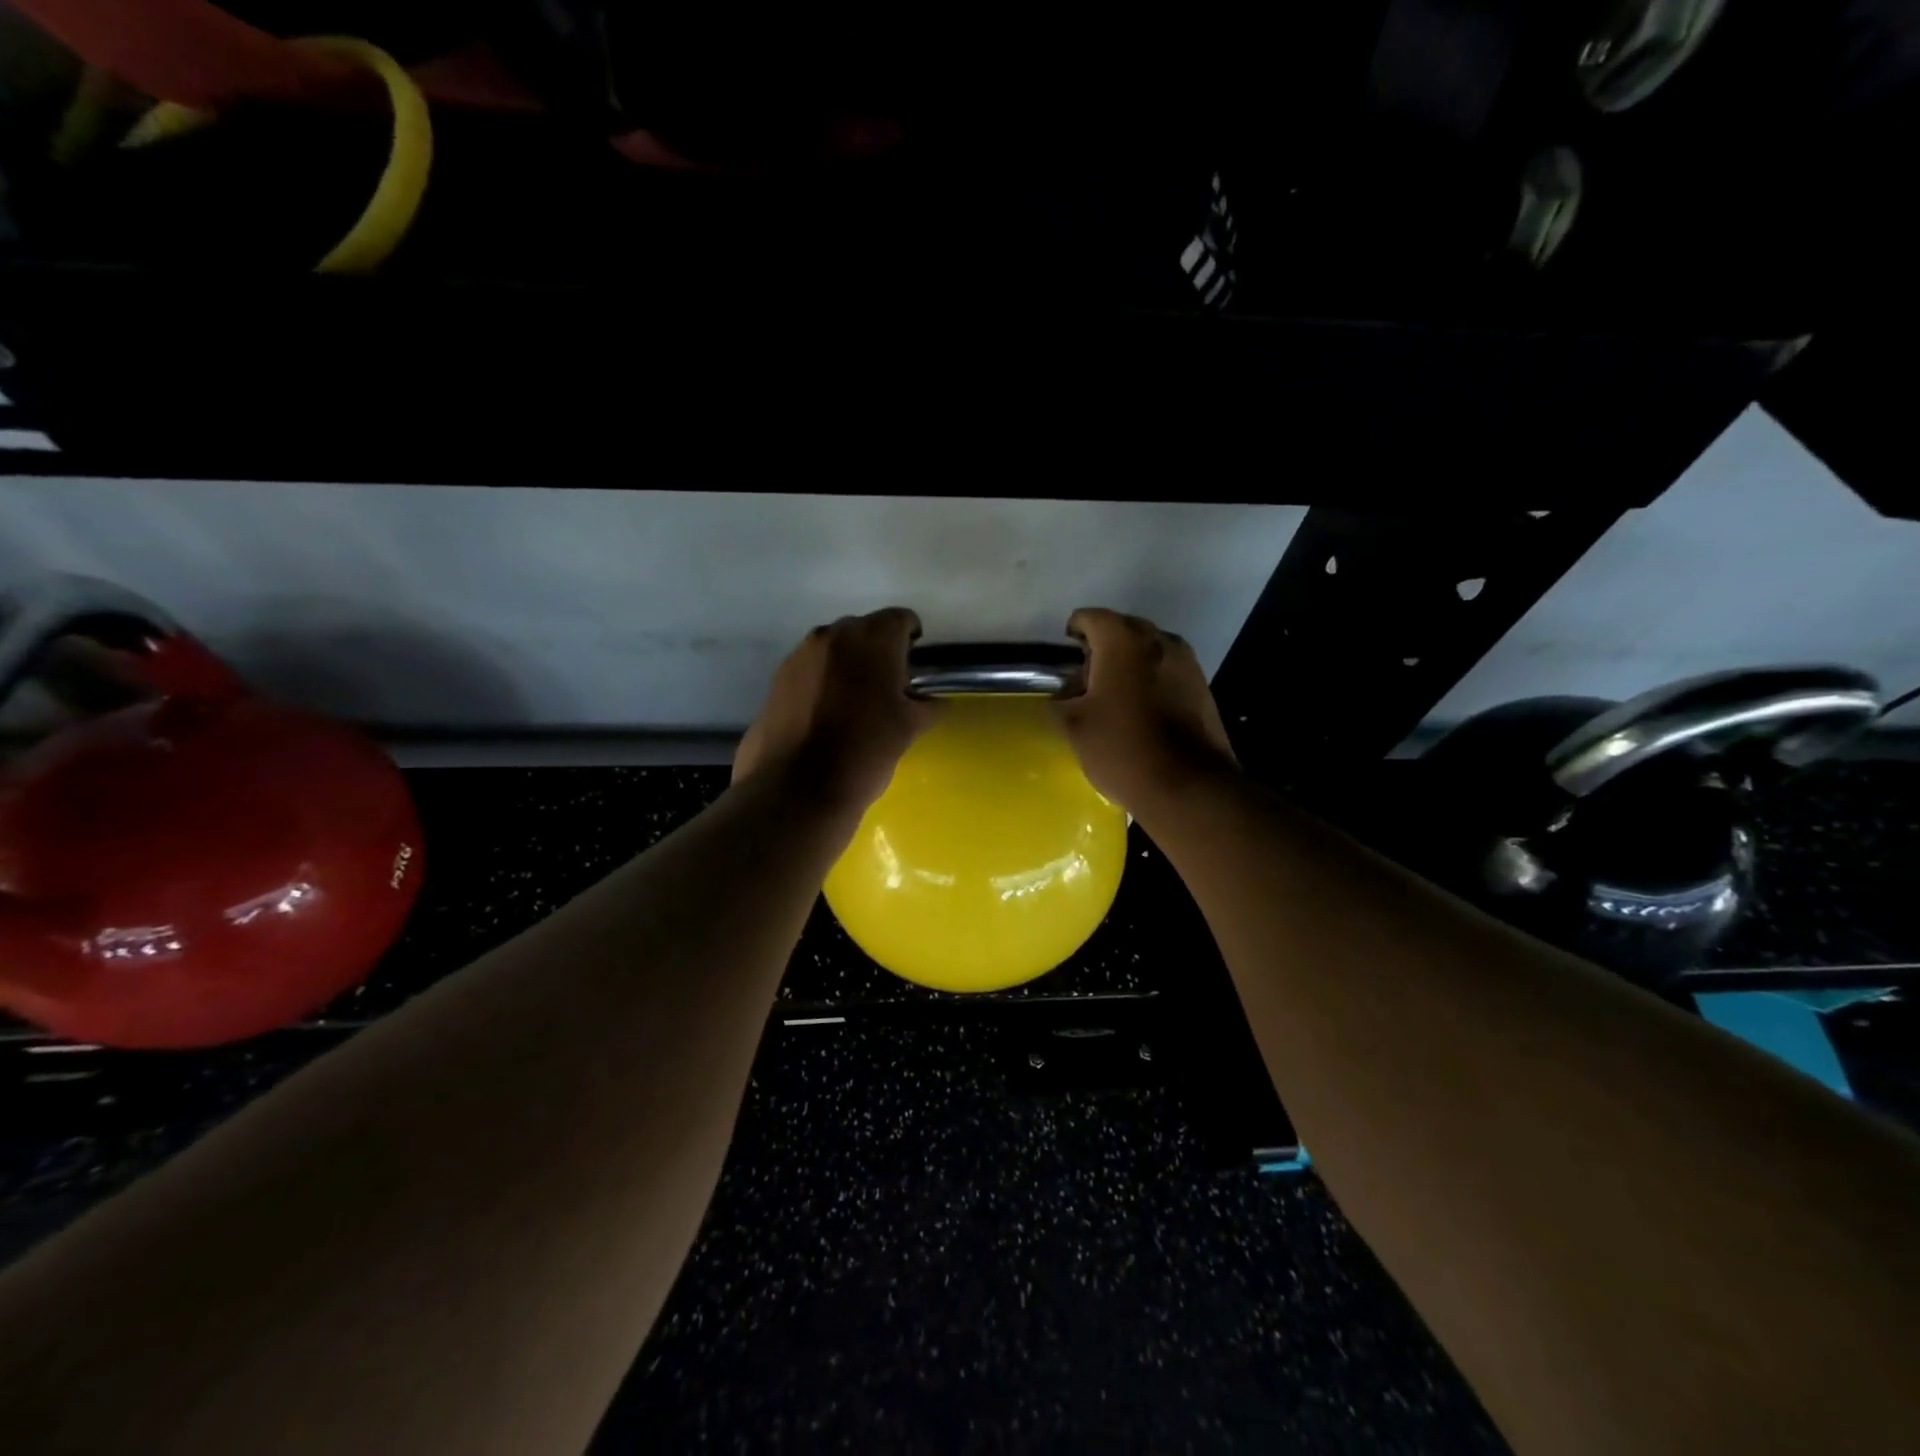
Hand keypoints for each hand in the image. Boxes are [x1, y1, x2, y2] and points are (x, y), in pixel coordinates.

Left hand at [734, 608, 938, 812]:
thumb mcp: (909, 729)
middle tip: (888, 688)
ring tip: (855, 704)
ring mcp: (799, 656)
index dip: (912, 639)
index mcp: (872, 639)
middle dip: (879, 651)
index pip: (901, 619)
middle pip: (865, 630)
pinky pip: (810, 670)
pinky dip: (823, 682)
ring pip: (834, 649)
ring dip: (849, 666)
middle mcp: (832, 635)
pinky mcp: (776, 680)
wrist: (797, 789)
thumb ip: (926, 706)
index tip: (915, 667)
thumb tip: (932, 701)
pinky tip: (827, 716)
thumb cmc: (864, 752)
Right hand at [1052, 608, 1238, 816]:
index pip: (1092, 617)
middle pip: (1124, 629)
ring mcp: (1186, 663)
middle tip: (1087, 677)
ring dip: (1129, 663)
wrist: (1188, 785)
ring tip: (1114, 695)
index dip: (1075, 631)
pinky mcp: (1202, 687)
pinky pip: (1168, 670)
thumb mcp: (1074, 726)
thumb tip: (1066, 694)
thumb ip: (1061, 700)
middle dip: (1103, 646)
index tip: (1067, 652)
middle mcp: (1159, 641)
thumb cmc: (1122, 748)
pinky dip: (1151, 679)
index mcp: (1123, 641)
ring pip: (1149, 649)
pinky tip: (1141, 709)